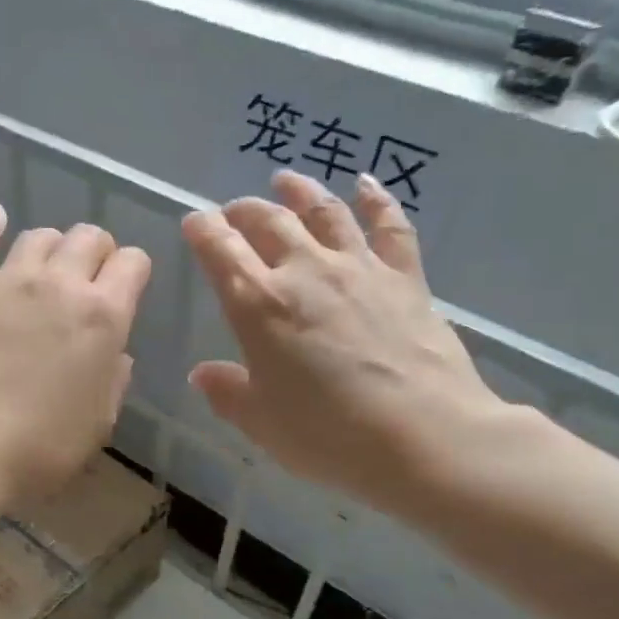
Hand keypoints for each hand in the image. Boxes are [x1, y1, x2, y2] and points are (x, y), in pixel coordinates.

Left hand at [0, 207, 151, 502]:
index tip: (128, 291)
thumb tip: (115, 352)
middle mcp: (60, 284)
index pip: (133, 263)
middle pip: (90, 237)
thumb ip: (113, 379)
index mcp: (103, 315)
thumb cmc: (39, 448)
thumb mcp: (99, 423)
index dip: (135, 272)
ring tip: (52, 267)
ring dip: (55, 246)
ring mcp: (9, 281)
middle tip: (92, 281)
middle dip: (99, 253)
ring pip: (41, 235)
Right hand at [183, 171, 521, 518]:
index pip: (220, 251)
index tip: (193, 221)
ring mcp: (359, 269)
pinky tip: (366, 184)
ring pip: (324, 212)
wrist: (425, 438)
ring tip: (285, 180)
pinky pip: (389, 227)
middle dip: (244, 211)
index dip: (202, 230)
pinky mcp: (405, 278)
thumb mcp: (262, 423)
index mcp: (259, 305)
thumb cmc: (329, 436)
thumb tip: (203, 373)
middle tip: (234, 211)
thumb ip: (228, 392)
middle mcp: (305, 271)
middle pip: (268, 222)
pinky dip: (376, 200)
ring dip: (300, 192)